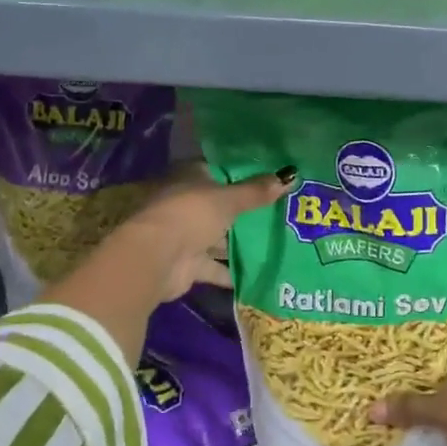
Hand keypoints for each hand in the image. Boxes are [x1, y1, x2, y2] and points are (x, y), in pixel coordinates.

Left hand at [120, 164, 294, 305]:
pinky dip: (231, 271)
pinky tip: (259, 274)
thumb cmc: (191, 215)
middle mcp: (187, 204)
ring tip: (276, 244)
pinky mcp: (188, 264)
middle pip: (221, 206)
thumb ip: (257, 192)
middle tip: (281, 213)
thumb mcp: (229, 200)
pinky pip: (215, 267)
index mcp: (191, 179)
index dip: (243, 174)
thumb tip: (290, 175)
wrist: (156, 258)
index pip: (220, 171)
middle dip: (246, 212)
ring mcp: (186, 235)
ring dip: (239, 243)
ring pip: (218, 237)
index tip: (271, 179)